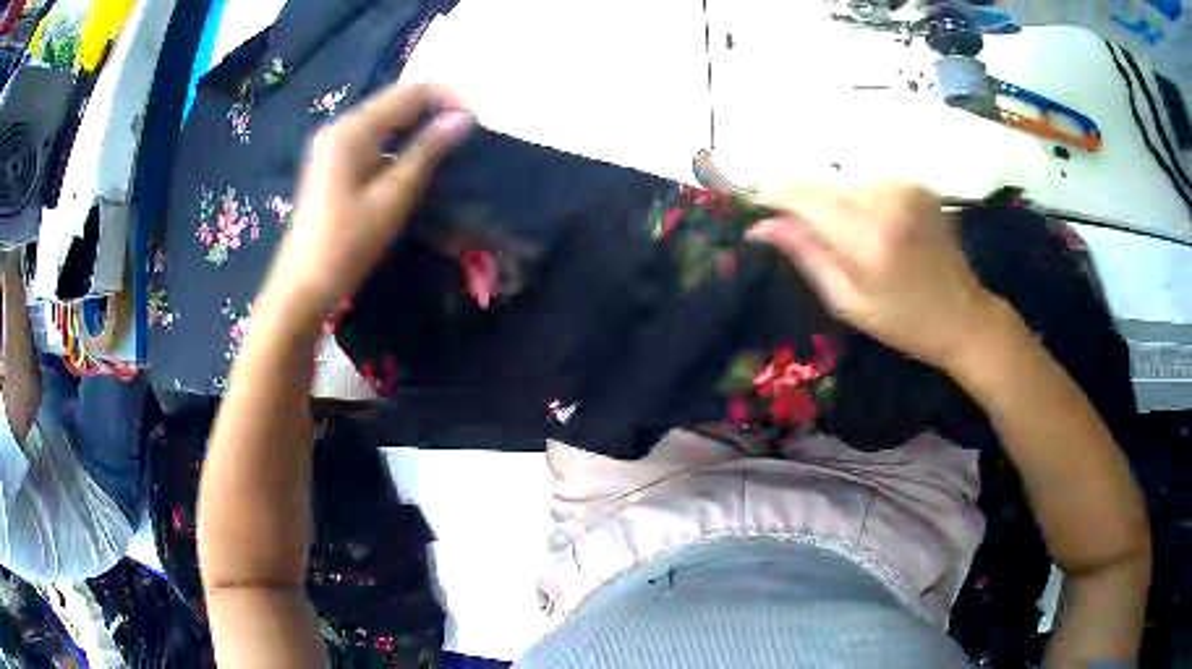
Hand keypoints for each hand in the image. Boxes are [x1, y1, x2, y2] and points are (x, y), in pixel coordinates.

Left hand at [265, 83, 472, 312]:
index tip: (476, 121)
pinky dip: (398, 142)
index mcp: (353, 129)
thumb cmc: (347, 244)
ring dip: (418, 125)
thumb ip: (427, 151)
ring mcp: (333, 144)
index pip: (410, 92)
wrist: (302, 285)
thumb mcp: (393, 196)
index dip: (447, 98)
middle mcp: (341, 126)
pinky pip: (373, 138)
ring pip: (385, 119)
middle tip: (466, 134)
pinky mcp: (332, 162)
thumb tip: (463, 119)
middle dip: (434, 109)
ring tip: (448, 146)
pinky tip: (415, 160)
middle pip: (396, 101)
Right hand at [749, 182, 1001, 366]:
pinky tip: (870, 226)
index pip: (805, 198)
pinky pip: (868, 182)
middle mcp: (887, 201)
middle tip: (795, 228)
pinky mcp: (916, 184)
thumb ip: (806, 255)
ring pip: (844, 181)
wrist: (963, 315)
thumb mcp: (848, 301)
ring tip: (844, 235)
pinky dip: (858, 198)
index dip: (773, 195)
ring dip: (832, 200)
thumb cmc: (904, 321)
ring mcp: (905, 188)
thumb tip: (761, 225)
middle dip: (802, 201)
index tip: (751, 199)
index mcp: (869, 239)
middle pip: (823, 185)